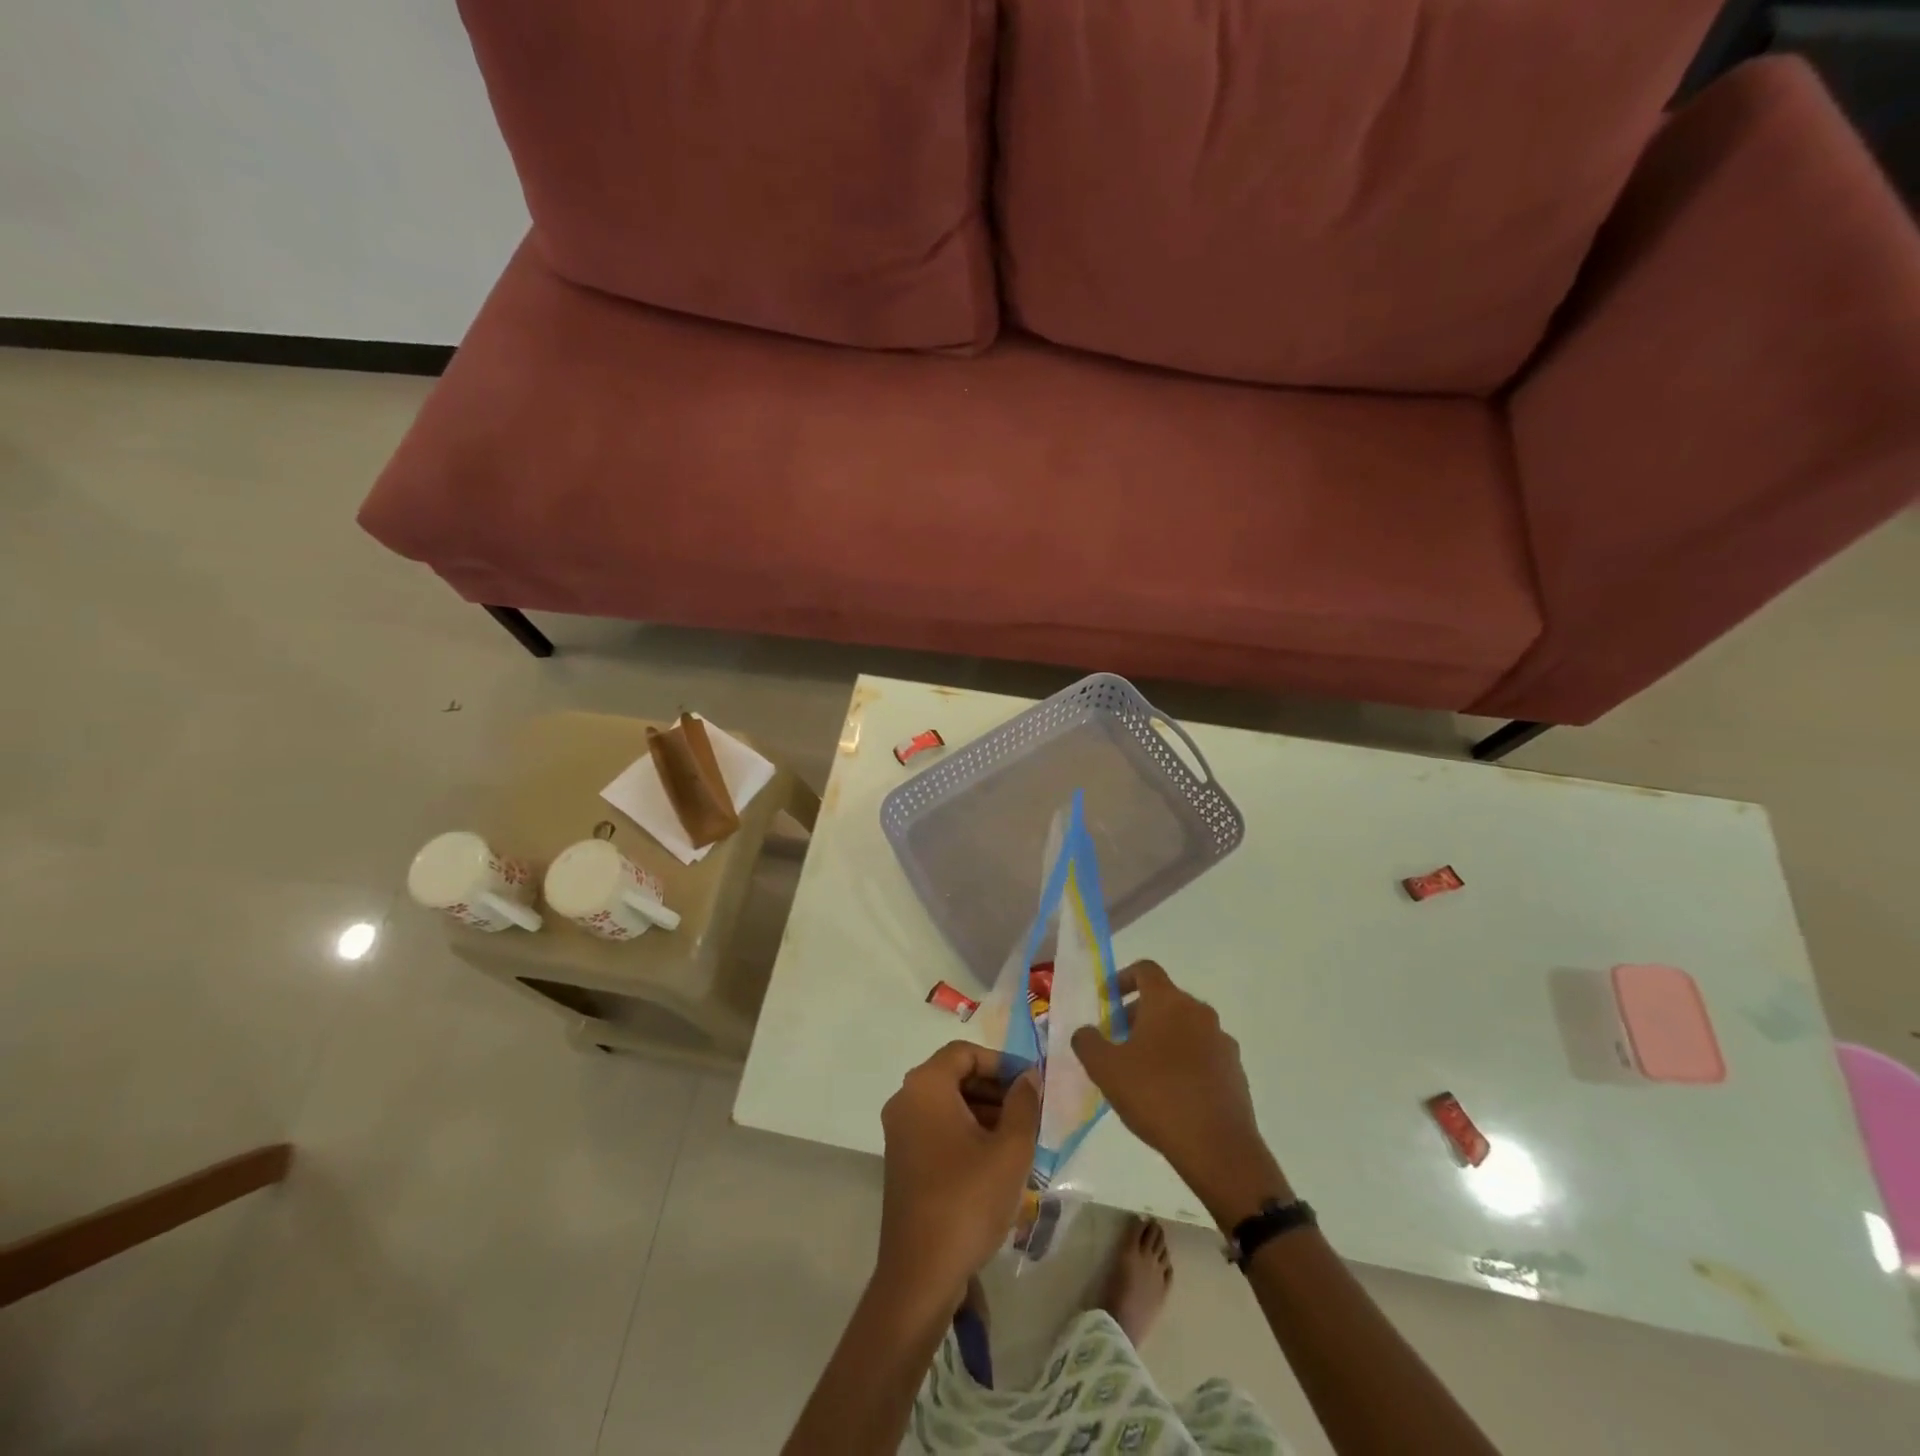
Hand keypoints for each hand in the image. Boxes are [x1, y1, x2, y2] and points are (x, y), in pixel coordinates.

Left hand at [876, 1041, 1040, 1309]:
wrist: (920, 1274)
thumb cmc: (967, 1201)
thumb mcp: (1009, 1150)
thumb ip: (1023, 1104)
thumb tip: (1028, 1077)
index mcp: (926, 1087)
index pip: (965, 1053)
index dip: (1001, 1062)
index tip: (1031, 1083)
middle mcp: (906, 1100)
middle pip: (955, 1075)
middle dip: (995, 1088)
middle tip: (1030, 1110)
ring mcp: (900, 1131)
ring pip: (948, 1103)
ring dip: (984, 1111)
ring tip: (1020, 1136)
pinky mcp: (902, 1159)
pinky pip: (938, 1127)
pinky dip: (966, 1131)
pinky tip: (996, 1158)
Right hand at [1072, 961, 1288, 1225]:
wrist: (1219, 1148)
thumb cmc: (1157, 1096)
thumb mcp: (1105, 1069)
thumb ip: (1087, 1042)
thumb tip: (1086, 1032)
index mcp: (1169, 1002)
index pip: (1145, 970)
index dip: (1122, 978)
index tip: (1107, 1000)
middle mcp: (1199, 1012)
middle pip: (1165, 999)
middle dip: (1137, 1014)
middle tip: (1117, 1040)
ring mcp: (1222, 1042)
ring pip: (1185, 1027)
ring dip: (1161, 1038)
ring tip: (1142, 1071)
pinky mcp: (1235, 1072)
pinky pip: (1203, 1054)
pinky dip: (1183, 1061)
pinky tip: (1170, 1093)